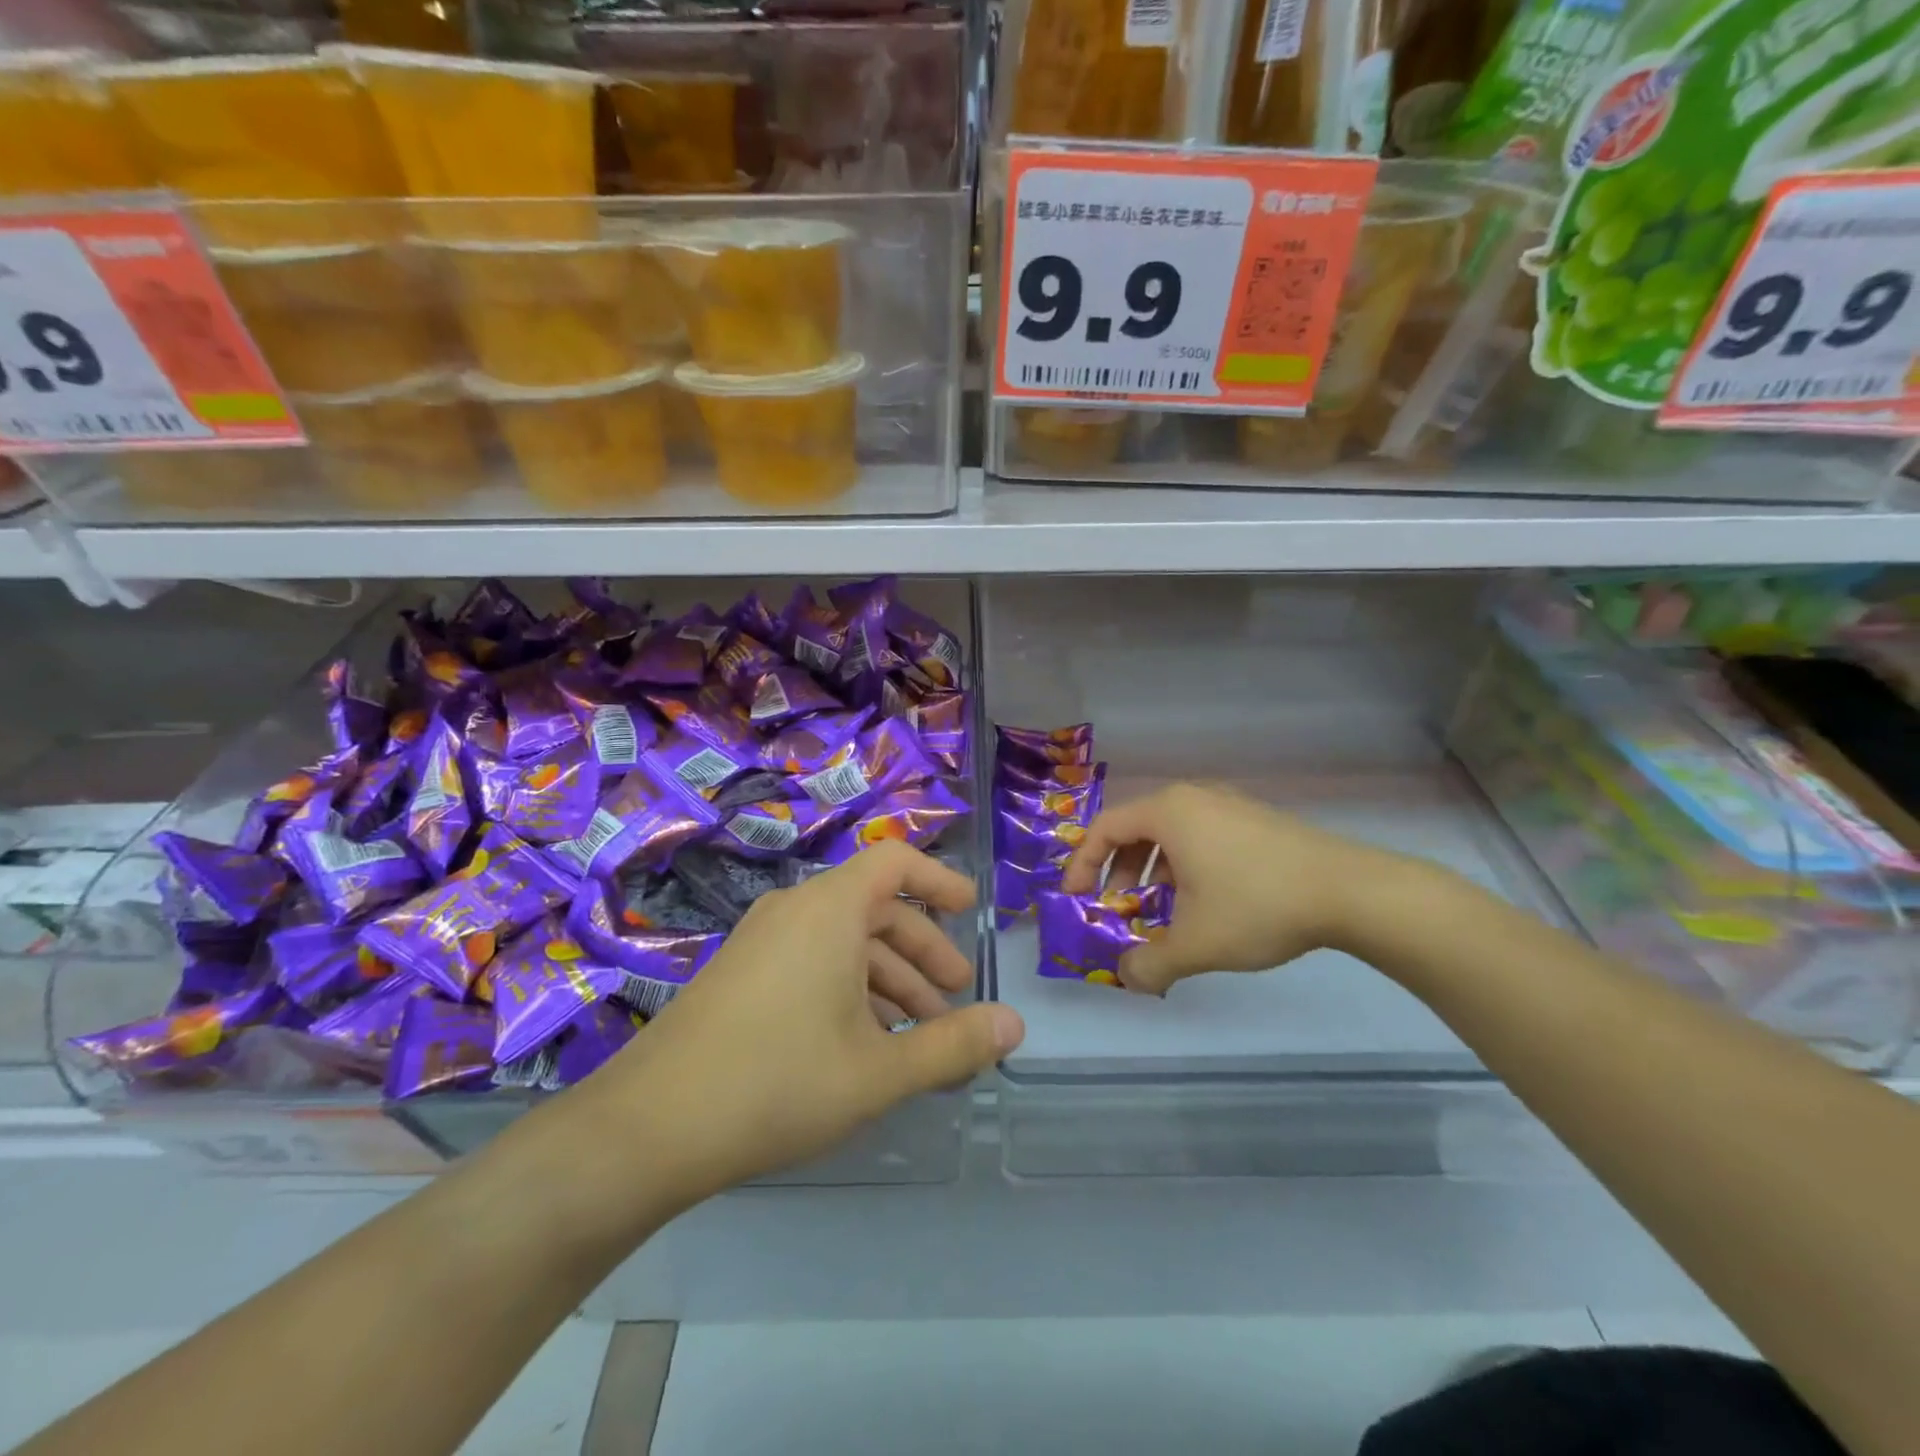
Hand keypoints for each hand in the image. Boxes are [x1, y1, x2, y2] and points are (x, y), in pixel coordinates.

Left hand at [600, 841, 1023, 1203]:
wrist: (648, 1127)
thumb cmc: (778, 1082)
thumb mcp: (879, 1069)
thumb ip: (953, 1045)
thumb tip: (1016, 1025)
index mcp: (830, 909)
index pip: (896, 861)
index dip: (939, 879)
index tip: (971, 911)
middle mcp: (795, 911)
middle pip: (876, 909)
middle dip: (923, 952)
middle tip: (954, 1000)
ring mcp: (762, 942)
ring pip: (844, 943)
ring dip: (889, 981)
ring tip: (919, 1038)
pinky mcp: (741, 975)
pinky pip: (812, 962)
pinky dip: (850, 990)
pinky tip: (864, 1046)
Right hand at [1059, 782, 1403, 996]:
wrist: (1350, 891)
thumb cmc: (1258, 905)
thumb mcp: (1197, 943)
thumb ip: (1150, 964)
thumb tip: (1126, 977)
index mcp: (1168, 812)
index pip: (1104, 828)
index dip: (1082, 864)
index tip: (1075, 898)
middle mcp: (1193, 797)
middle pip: (1135, 828)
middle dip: (1118, 871)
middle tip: (1116, 907)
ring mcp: (1228, 804)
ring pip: (1170, 833)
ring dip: (1152, 870)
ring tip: (1159, 909)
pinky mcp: (1254, 819)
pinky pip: (1200, 834)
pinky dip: (1184, 864)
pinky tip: (1202, 900)